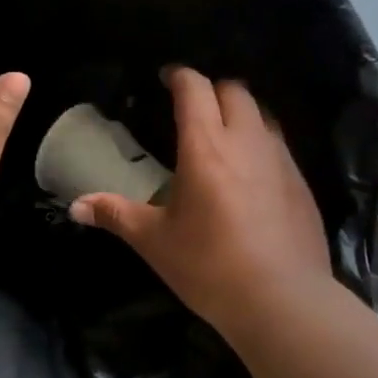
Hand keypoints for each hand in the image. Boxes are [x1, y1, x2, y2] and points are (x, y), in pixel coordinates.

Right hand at [72, 67, 331, 335]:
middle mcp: (247, 141)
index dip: (179, 76)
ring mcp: (281, 159)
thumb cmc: (209, 266)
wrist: (282, 300)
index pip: (195, 88)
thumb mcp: (155, 241)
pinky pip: (279, 144)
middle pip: (234, 90)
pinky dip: (261, 141)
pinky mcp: (302, 182)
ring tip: (222, 134)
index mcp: (206, 146)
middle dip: (212, 89)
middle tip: (192, 108)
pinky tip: (250, 172)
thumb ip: (115, 215)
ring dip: (240, 112)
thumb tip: (76, 207)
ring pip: (262, 114)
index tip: (166, 78)